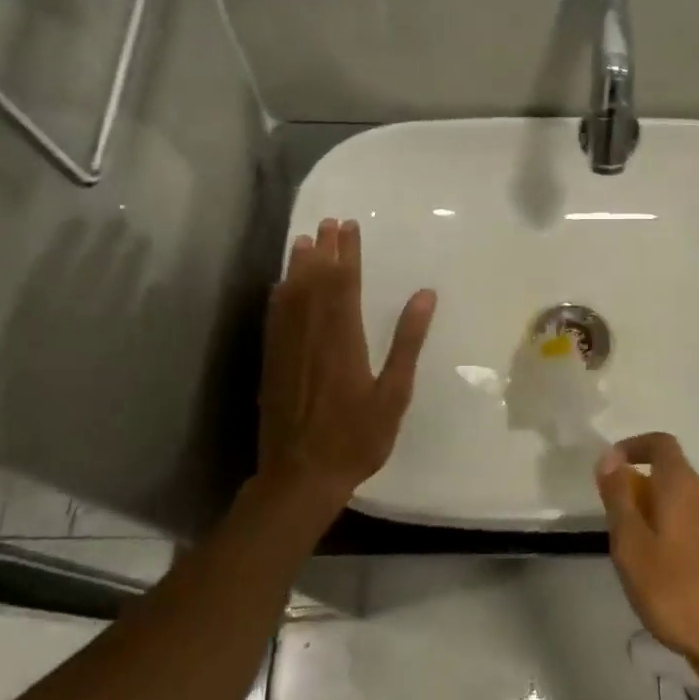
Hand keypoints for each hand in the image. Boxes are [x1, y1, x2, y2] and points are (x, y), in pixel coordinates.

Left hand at [257, 218, 435, 514]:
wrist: (300, 476)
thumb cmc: (357, 438)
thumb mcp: (394, 393)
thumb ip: (407, 342)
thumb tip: (425, 295)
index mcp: (344, 339)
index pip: (346, 284)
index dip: (348, 253)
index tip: (350, 227)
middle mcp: (312, 335)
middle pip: (316, 282)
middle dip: (324, 250)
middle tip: (328, 222)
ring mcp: (288, 349)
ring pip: (292, 296)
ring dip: (299, 265)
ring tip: (304, 240)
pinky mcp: (273, 364)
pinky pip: (275, 319)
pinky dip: (279, 296)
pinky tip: (280, 286)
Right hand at [595, 433, 698, 686]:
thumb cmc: (688, 593)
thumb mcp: (635, 551)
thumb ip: (620, 502)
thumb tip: (608, 458)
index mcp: (684, 486)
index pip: (660, 444)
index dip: (634, 447)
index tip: (612, 468)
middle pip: (674, 482)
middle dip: (646, 500)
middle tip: (624, 540)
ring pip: (691, 513)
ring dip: (666, 529)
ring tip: (650, 574)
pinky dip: (688, 551)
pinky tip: (683, 593)